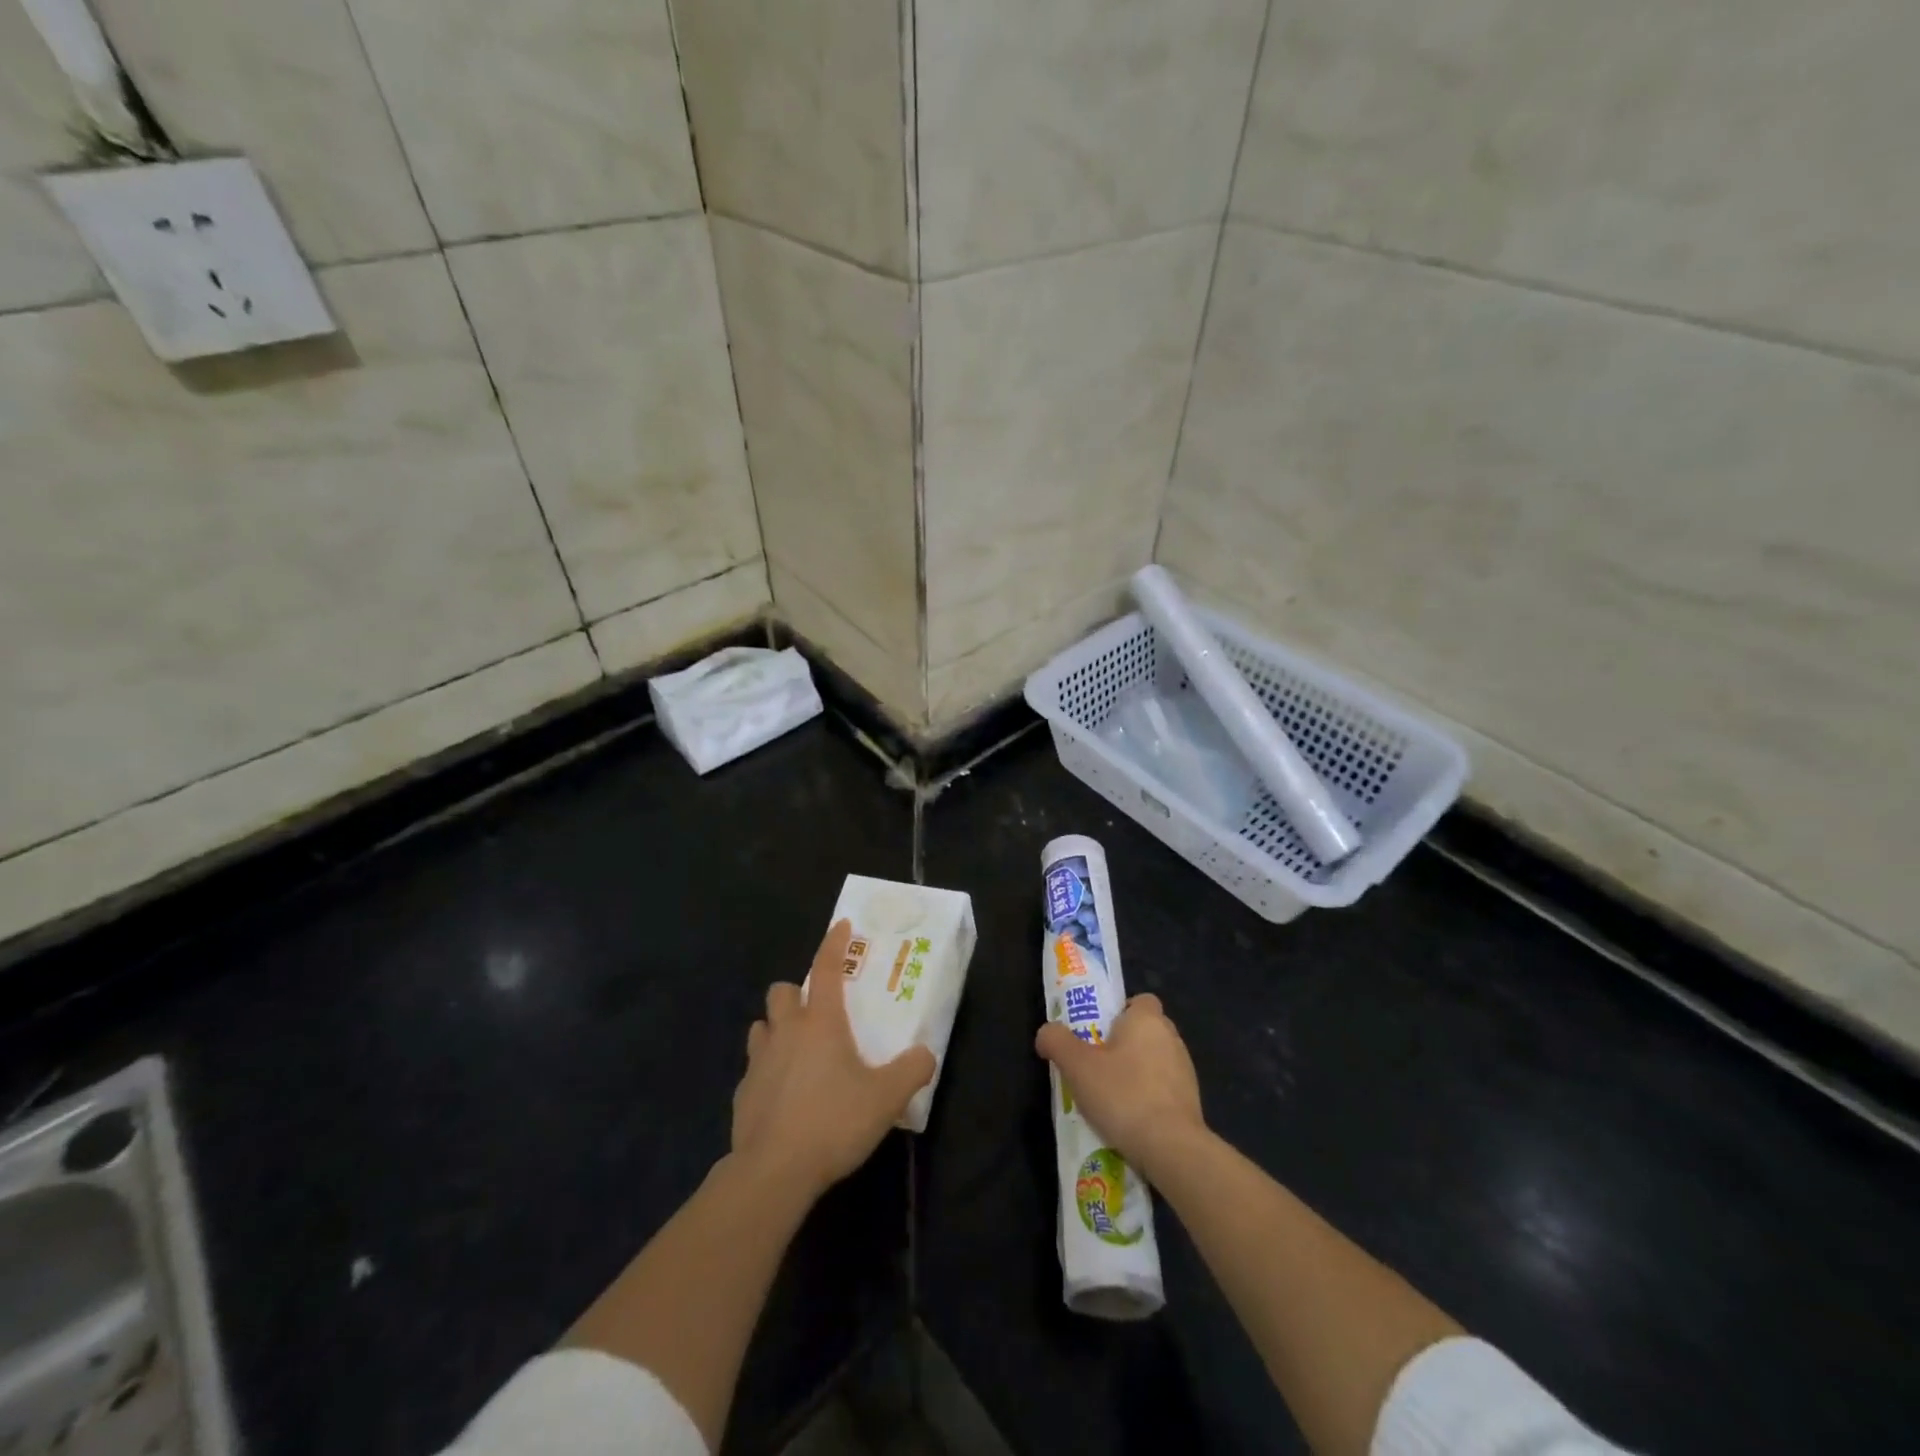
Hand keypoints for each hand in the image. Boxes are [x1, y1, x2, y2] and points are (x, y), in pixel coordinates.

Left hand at [732, 919, 935, 1200]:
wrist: (774, 1171)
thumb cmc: (834, 1121)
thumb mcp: (887, 1098)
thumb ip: (912, 1070)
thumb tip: (925, 1054)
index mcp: (821, 1022)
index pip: (827, 967)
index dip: (835, 942)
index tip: (841, 925)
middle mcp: (786, 1031)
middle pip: (782, 991)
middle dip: (797, 992)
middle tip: (818, 1012)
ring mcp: (758, 1061)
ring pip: (762, 1026)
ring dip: (777, 1028)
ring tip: (798, 1050)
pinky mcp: (742, 1093)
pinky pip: (754, 1067)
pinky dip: (768, 1070)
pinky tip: (783, 1094)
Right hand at [1035, 993, 1205, 1180]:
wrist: (1172, 1148)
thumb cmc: (1123, 1095)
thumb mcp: (1077, 1066)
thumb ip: (1057, 1041)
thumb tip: (1046, 1033)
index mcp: (1147, 1020)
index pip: (1140, 1000)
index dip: (1119, 1012)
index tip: (1099, 1033)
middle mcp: (1171, 1038)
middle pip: (1145, 1030)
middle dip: (1124, 1044)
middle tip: (1096, 1065)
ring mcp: (1186, 1070)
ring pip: (1156, 1061)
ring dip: (1137, 1073)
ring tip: (1110, 1098)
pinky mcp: (1192, 1102)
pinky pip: (1164, 1090)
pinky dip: (1149, 1098)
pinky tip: (1130, 1120)